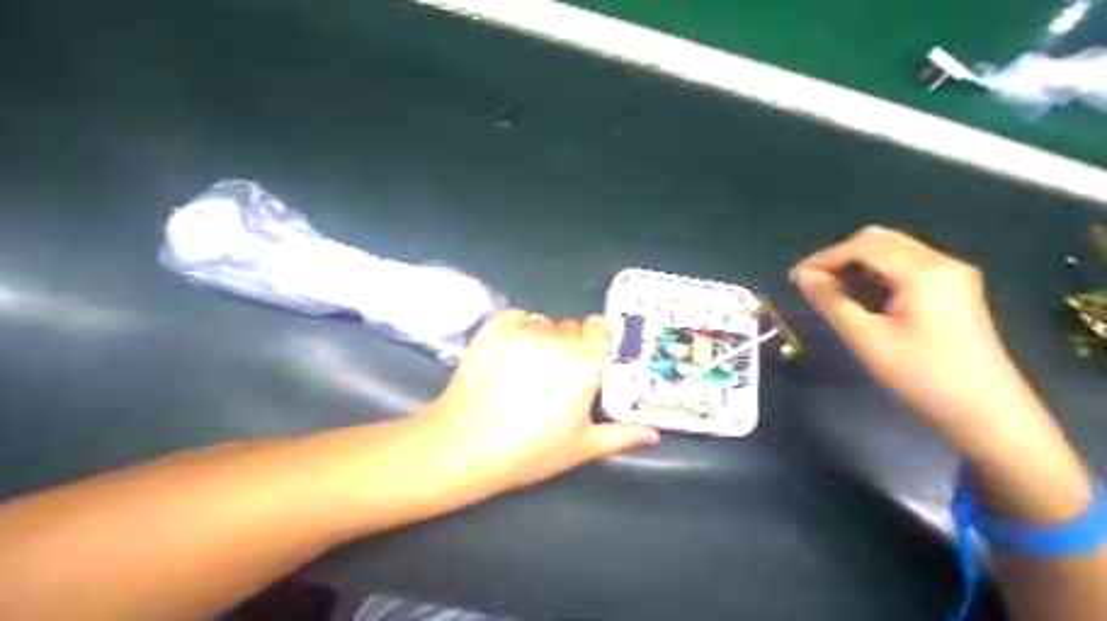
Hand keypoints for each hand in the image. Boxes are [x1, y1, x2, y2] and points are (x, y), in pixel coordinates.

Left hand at [412, 312, 654, 494]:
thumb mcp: (581, 447)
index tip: (587, 361)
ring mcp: (524, 329)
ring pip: (542, 323)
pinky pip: (516, 317)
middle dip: (567, 345)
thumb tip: (652, 434)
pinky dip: (516, 329)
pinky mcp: (495, 327)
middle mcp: (558, 338)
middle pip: (570, 327)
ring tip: (525, 368)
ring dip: (541, 338)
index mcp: (584, 362)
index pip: (598, 327)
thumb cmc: (530, 450)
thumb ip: (621, 435)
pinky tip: (507, 354)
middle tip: (553, 375)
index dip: (595, 341)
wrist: (467, 444)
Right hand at [792, 225, 1048, 443]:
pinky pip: (906, 266)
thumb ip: (831, 302)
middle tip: (813, 284)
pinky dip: (877, 273)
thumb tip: (802, 277)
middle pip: (879, 240)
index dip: (823, 259)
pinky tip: (862, 296)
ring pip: (892, 251)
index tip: (794, 278)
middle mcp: (940, 262)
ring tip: (831, 291)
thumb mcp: (867, 340)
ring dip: (857, 264)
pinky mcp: (954, 290)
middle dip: (840, 257)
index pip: (862, 247)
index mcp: (922, 271)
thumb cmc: (921, 377)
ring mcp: (951, 275)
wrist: (987, 414)